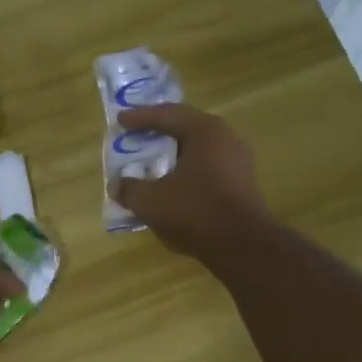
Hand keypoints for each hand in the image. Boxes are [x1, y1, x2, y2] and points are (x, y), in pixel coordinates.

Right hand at [114, 104, 271, 258]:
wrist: (243, 247)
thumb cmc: (195, 212)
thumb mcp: (151, 201)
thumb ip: (129, 188)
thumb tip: (118, 185)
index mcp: (205, 131)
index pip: (167, 114)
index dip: (140, 117)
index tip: (120, 120)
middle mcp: (226, 138)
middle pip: (185, 129)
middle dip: (158, 134)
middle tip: (135, 136)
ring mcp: (238, 162)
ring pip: (197, 151)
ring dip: (172, 157)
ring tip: (151, 164)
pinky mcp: (242, 184)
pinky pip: (207, 169)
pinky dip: (185, 173)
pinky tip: (171, 187)